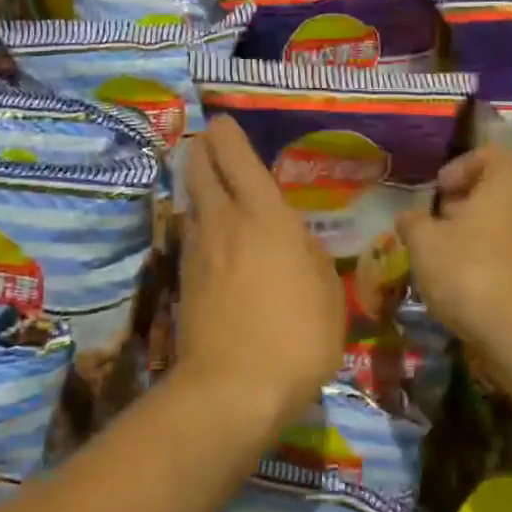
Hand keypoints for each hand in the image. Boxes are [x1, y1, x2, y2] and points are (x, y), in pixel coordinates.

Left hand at [176, 116, 343, 433]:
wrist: (232, 390)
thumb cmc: (295, 335)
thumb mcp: (327, 293)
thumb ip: (311, 256)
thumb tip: (296, 242)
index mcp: (263, 215)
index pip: (237, 158)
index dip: (227, 134)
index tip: (222, 120)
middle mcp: (224, 222)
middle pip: (200, 170)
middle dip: (201, 150)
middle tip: (208, 142)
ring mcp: (198, 251)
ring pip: (192, 203)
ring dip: (197, 186)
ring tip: (209, 183)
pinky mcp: (184, 281)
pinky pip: (191, 236)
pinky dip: (198, 224)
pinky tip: (211, 235)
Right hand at [397, 146, 511, 344]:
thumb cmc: (471, 271)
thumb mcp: (425, 244)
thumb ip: (413, 223)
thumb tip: (408, 217)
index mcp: (508, 184)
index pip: (488, 155)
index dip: (459, 167)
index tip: (438, 191)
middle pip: (497, 193)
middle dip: (464, 207)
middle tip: (435, 228)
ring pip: (506, 227)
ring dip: (477, 238)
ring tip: (447, 261)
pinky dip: (493, 264)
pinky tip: (470, 289)